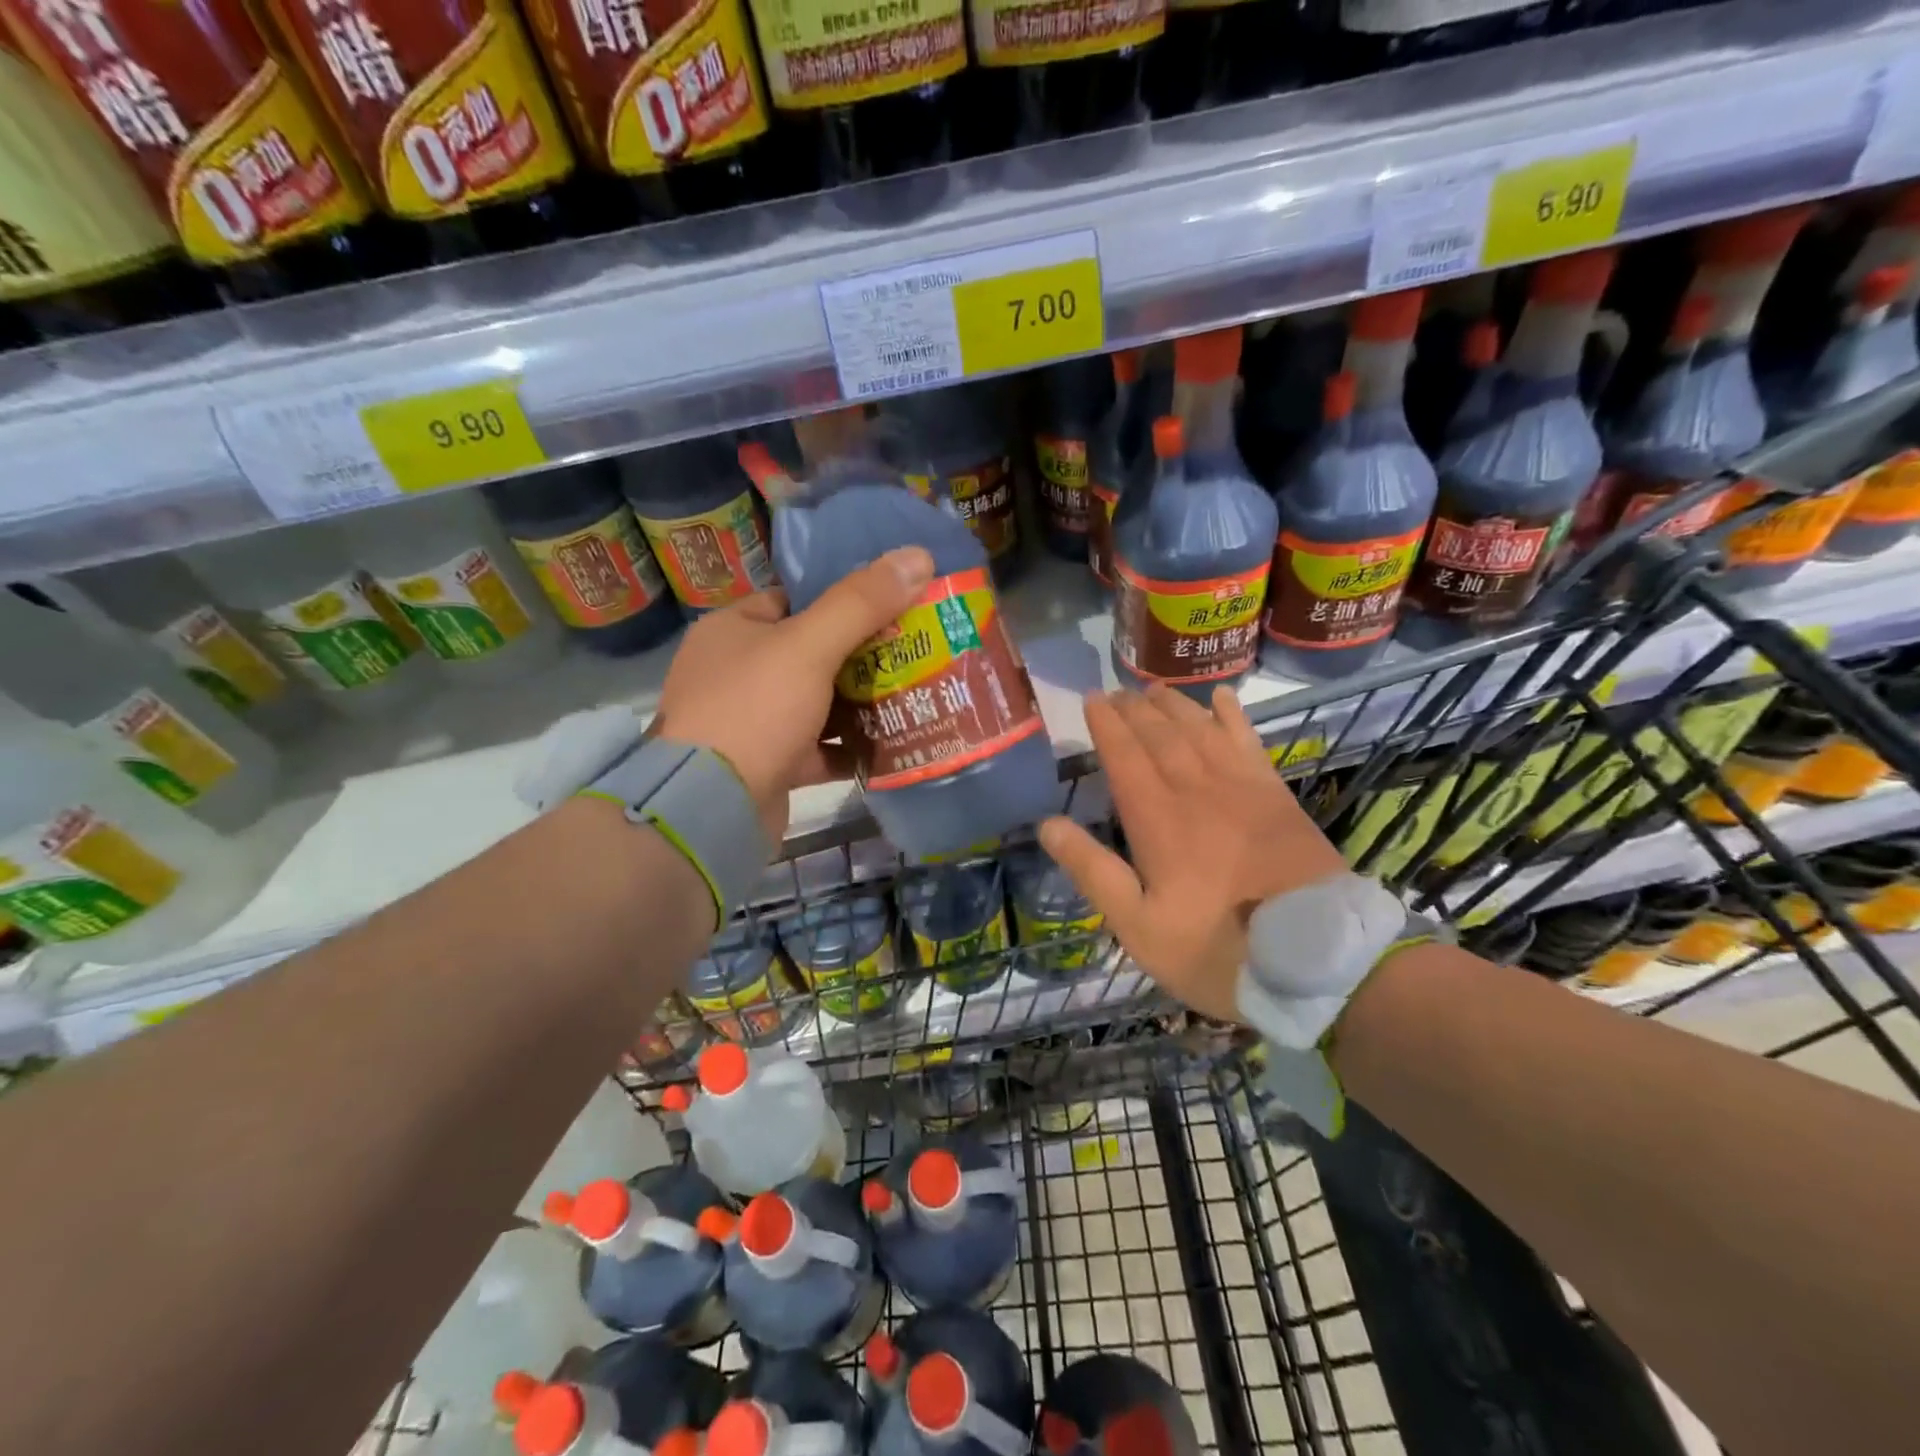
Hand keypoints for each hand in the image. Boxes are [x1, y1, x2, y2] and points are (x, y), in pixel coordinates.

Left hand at [652, 547, 933, 839]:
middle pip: (811, 653)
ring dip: (860, 703)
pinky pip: (818, 748)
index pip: (793, 600)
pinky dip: (849, 747)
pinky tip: (891, 744)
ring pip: (817, 703)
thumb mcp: (809, 646)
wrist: (710, 807)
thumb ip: (861, 602)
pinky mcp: (768, 765)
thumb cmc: (753, 710)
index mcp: (733, 630)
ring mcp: (750, 722)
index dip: (842, 599)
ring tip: (914, 692)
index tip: (892, 604)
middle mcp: (736, 673)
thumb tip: (918, 556)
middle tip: (914, 649)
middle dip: (861, 655)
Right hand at [1038, 684, 1346, 1021]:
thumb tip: (1048, 825)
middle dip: (1134, 710)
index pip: (1125, 757)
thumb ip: (1093, 872)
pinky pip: (1248, 742)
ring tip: (1154, 688)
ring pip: (1200, 730)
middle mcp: (1197, 790)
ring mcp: (1242, 788)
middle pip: (1160, 735)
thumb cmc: (1216, 949)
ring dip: (1174, 705)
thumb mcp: (1139, 927)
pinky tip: (1222, 697)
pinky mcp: (1277, 796)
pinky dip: (1233, 716)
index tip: (1092, 698)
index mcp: (1158, 820)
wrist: (1318, 961)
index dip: (1106, 725)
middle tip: (1116, 690)